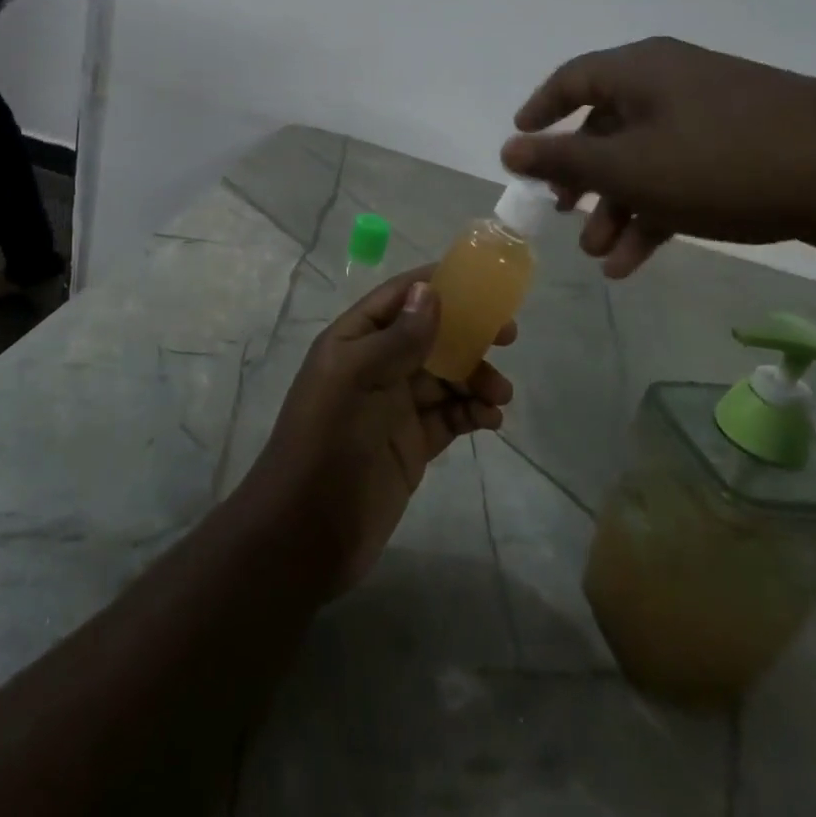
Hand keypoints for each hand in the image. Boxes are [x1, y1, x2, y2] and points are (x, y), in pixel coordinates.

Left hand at [239, 270, 514, 596]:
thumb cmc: (326, 442)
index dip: (437, 284)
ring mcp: (395, 407)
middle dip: (468, 332)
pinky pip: (450, 416)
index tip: (482, 284)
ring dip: (476, 378)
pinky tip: (490, 420)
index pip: (399, 298)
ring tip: (499, 395)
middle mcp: (375, 367)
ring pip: (446, 377)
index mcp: (354, 341)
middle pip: (430, 335)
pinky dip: (473, 412)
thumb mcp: (356, 378)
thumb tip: (430, 290)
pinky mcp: (413, 445)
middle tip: (508, 336)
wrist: (307, 532)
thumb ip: (397, 338)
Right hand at [500, 37, 815, 281]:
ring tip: (606, 258)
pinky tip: (642, 258)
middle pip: (608, 126)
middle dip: (583, 181)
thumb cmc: (720, 163)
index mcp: (639, 70)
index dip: (540, 113)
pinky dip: (657, 210)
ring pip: (646, 158)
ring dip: (619, 208)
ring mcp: (713, 111)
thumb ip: (563, 159)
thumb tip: (507, 148)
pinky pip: (682, 172)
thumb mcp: (628, 168)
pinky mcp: (746, 144)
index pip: (571, 80)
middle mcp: (672, 80)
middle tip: (566, 219)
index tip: (520, 146)